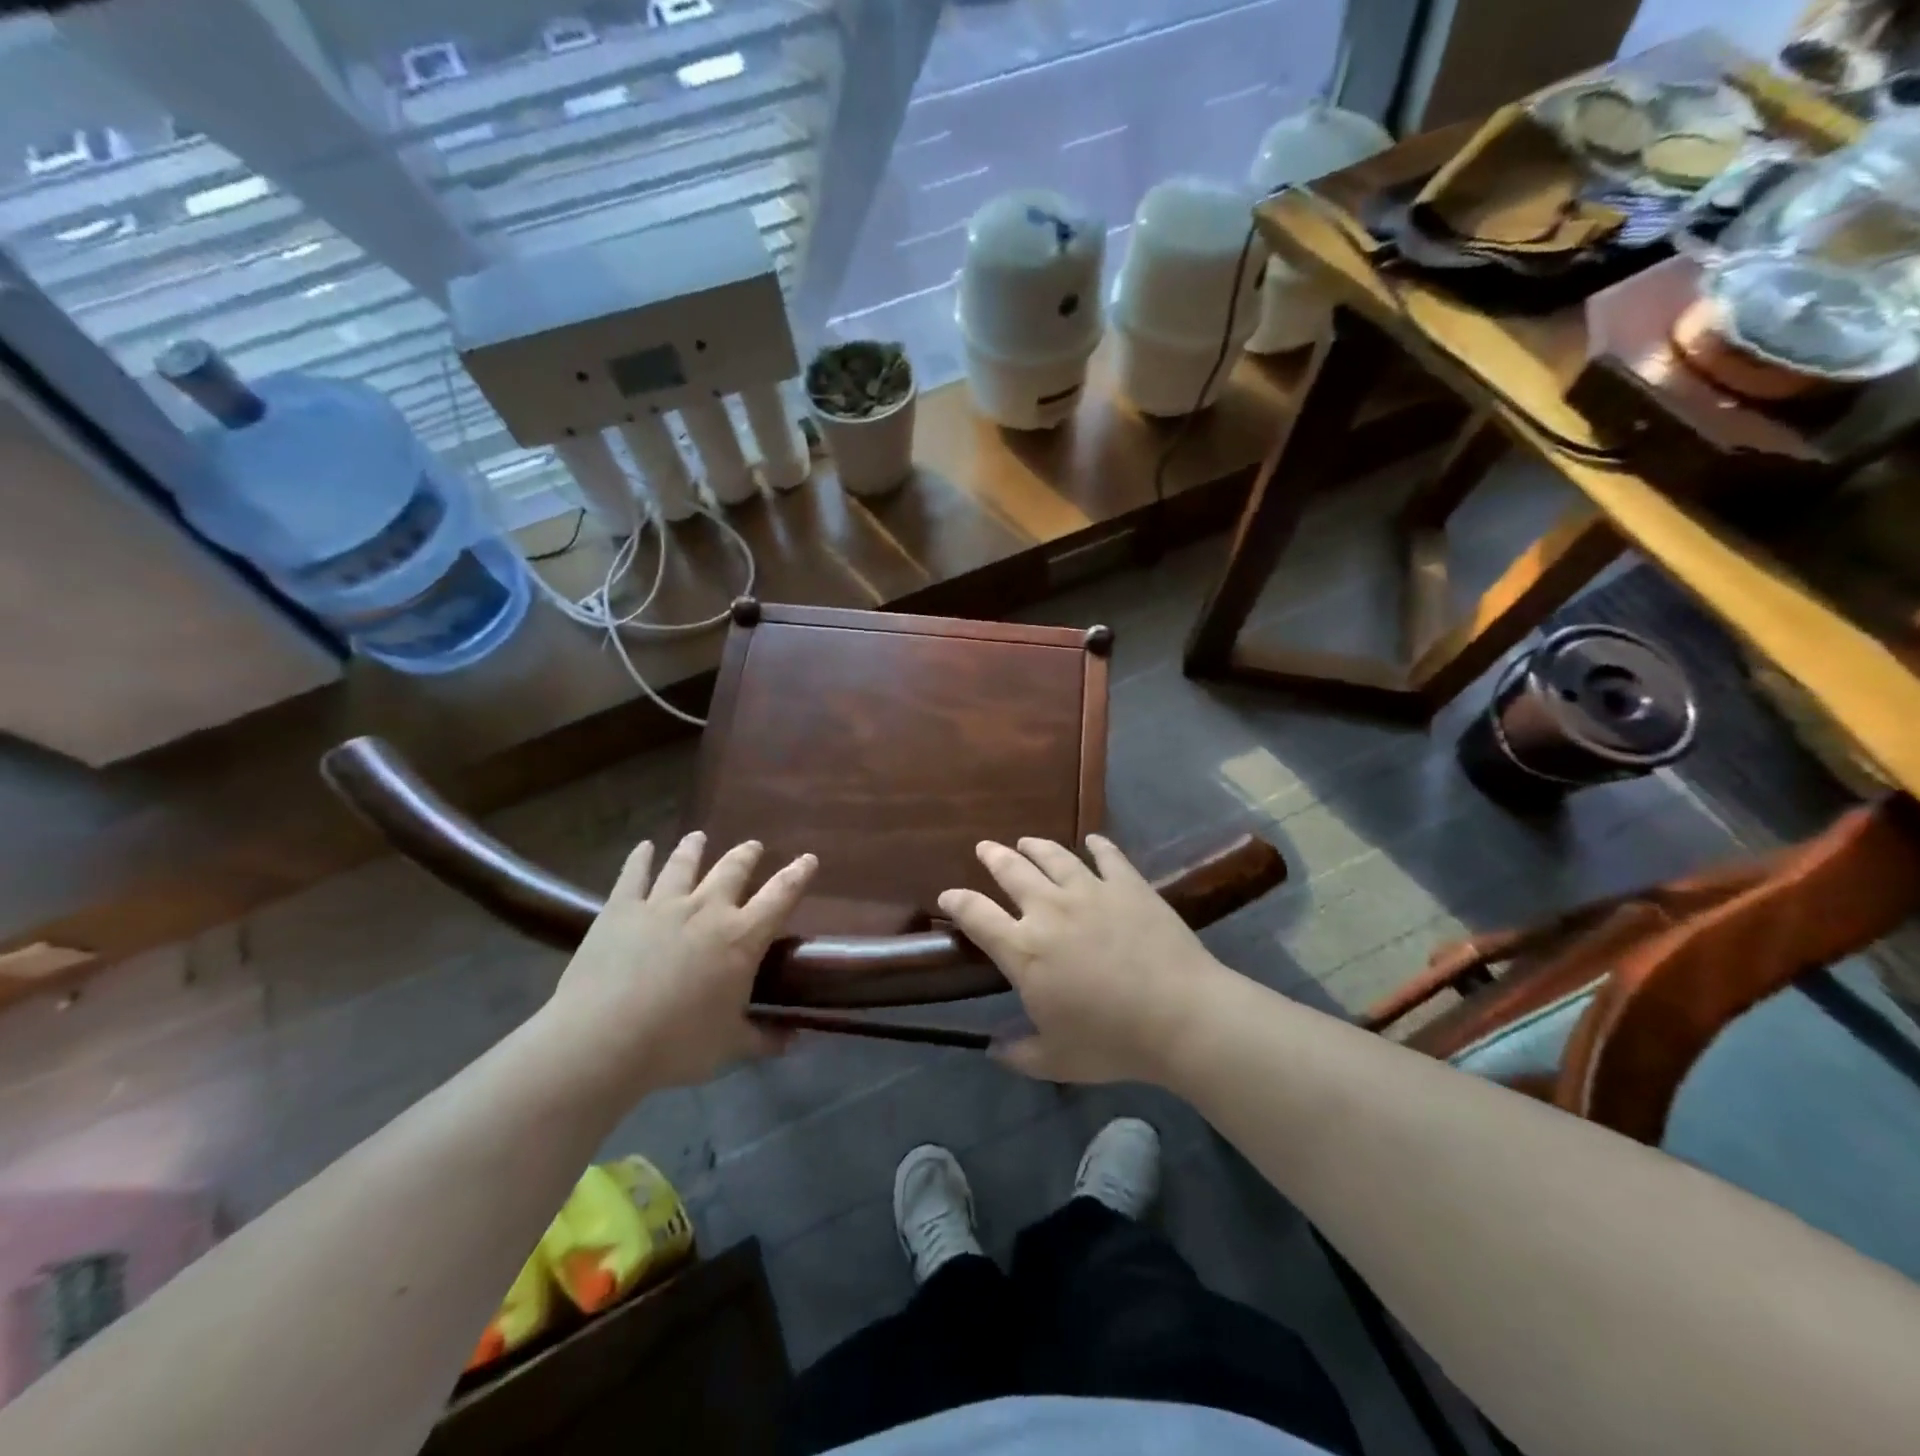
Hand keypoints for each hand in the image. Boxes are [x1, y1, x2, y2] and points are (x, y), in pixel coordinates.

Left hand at [538, 832, 816, 1098]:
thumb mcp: (729, 1047)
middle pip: (733, 869)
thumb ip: (764, 1039)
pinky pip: (634, 874)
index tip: (808, 858)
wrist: (603, 1039)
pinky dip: (640, 858)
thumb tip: (795, 1040)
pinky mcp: (621, 909)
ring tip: (699, 837)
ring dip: (694, 848)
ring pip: (684, 864)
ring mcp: (662, 904)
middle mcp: (707, 909)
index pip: (781, 895)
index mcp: (742, 938)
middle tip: (753, 846)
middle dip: (747, 855)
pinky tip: (644, 847)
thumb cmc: (677, 1045)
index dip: (798, 874)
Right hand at [937, 835, 1230, 1084]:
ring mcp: (1090, 891)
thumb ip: (1019, 1053)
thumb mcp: (1057, 1060)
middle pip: (1011, 871)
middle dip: (993, 857)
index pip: (976, 915)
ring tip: (1026, 840)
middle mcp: (1049, 909)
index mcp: (1024, 950)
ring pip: (1053, 856)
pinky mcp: (1127, 884)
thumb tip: (993, 1050)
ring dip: (1035, 846)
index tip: (948, 895)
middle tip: (985, 848)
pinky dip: (1098, 845)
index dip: (957, 901)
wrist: (1180, 1015)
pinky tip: (1093, 840)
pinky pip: (1108, 856)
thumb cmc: (1113, 1041)